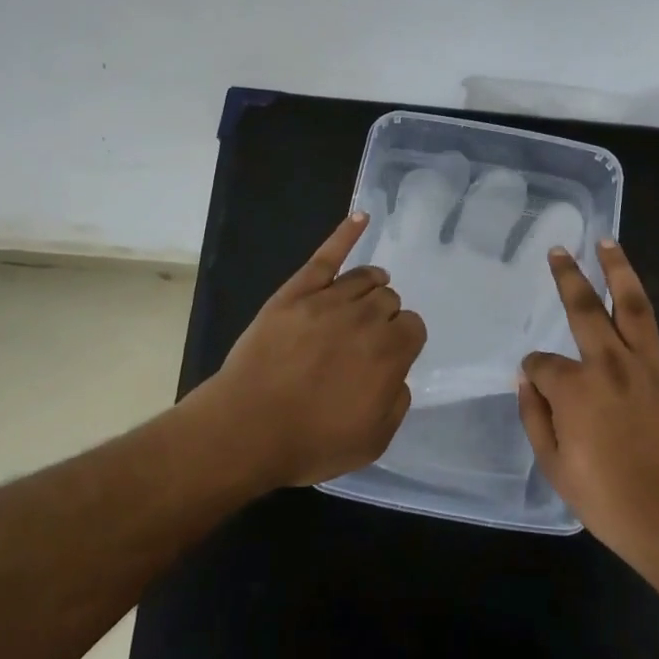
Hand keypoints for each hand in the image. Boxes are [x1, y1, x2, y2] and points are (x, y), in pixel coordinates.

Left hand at [204, 213, 426, 489]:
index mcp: (389, 352)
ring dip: (372, 286)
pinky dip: (346, 233)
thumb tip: (396, 374)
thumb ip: (397, 402)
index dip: (403, 341)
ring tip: (365, 298)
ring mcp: (328, 299)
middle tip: (365, 341)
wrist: (245, 429)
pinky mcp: (296, 292)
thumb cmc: (310, 441)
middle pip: (390, 299)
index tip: (388, 357)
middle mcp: (365, 317)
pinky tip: (362, 216)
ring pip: (365, 277)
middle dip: (385, 316)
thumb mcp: (372, 441)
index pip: (413, 326)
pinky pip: (327, 255)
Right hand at [518, 240, 658, 576]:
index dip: (536, 371)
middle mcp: (611, 364)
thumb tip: (528, 378)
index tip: (538, 383)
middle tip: (559, 249)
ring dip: (619, 270)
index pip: (543, 364)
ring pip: (635, 305)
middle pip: (584, 309)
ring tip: (608, 241)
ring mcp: (655, 366)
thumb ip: (535, 417)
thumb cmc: (612, 503)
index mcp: (574, 388)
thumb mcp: (555, 468)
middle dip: (567, 277)